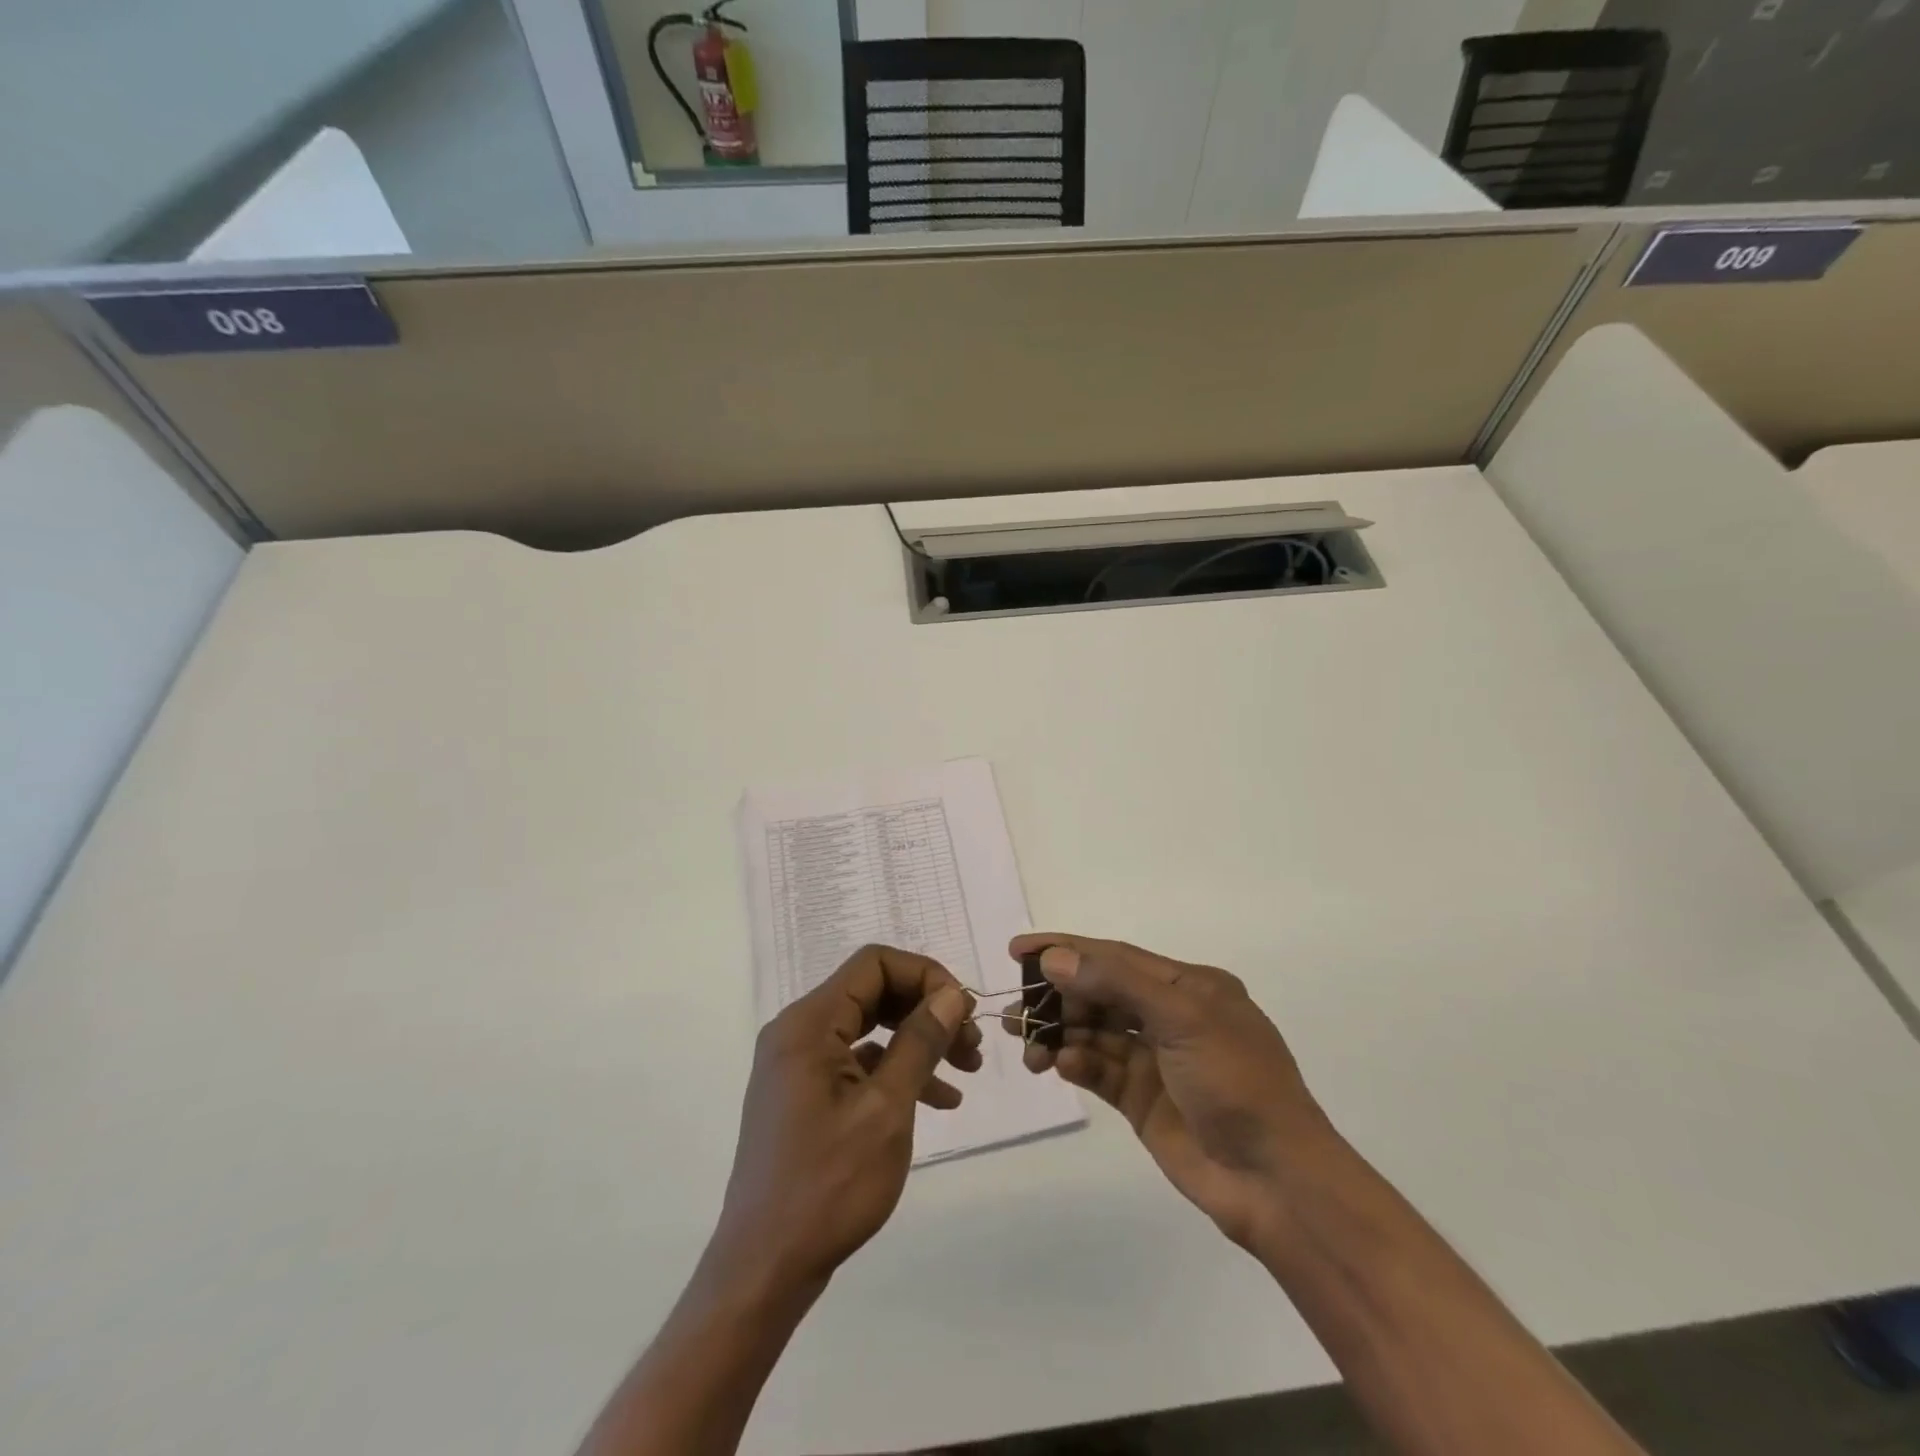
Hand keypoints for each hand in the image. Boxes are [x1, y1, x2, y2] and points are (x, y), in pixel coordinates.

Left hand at [711, 945, 979, 1289]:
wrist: (765, 1269)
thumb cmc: (828, 1185)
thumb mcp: (886, 1110)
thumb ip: (919, 1042)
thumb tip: (951, 993)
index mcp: (809, 1024)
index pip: (873, 964)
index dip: (924, 975)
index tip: (963, 1009)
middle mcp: (799, 1032)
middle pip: (873, 992)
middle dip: (926, 1009)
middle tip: (972, 1040)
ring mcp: (800, 1065)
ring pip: (871, 1028)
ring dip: (919, 1041)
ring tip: (967, 1069)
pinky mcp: (806, 1094)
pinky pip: (859, 1063)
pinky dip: (898, 1072)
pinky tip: (940, 1100)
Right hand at [1007, 933, 1331, 1250]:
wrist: (1275, 1181)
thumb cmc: (1235, 1082)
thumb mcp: (1182, 1018)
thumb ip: (1116, 983)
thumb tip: (1055, 960)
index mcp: (1188, 986)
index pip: (1114, 956)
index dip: (1065, 949)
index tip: (1018, 949)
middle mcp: (1169, 1015)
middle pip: (1100, 993)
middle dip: (1056, 996)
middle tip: (1015, 1009)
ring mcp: (1155, 1059)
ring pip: (1094, 1032)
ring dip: (1059, 1033)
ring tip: (1024, 1043)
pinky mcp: (1142, 1099)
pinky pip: (1099, 1070)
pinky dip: (1076, 1064)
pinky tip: (1057, 1066)